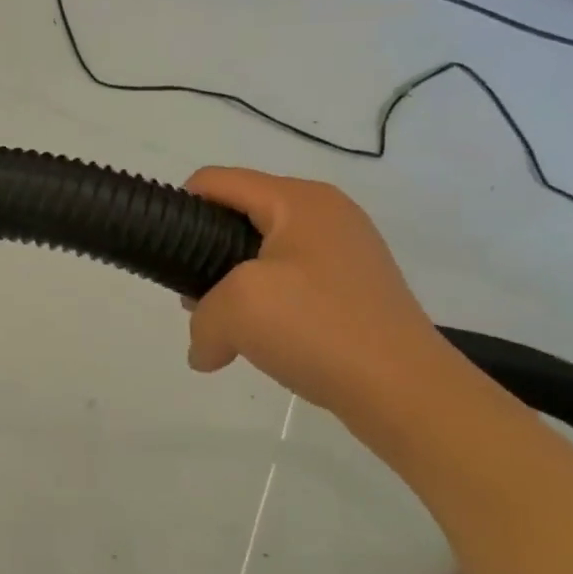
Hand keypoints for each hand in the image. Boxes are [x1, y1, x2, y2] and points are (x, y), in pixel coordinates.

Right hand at [183, 168, 457, 419]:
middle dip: (207, 255)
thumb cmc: (319, 329)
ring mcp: (345, 252)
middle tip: (195, 301)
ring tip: (226, 328)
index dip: (180, 208)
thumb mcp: (237, 311)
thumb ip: (201, 318)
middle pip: (240, 216)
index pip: (217, 181)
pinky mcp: (354, 288)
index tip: (164, 251)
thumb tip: (205, 350)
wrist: (408, 392)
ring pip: (264, 253)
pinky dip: (267, 304)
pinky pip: (292, 282)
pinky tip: (263, 341)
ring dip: (234, 286)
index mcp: (298, 200)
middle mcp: (325, 213)